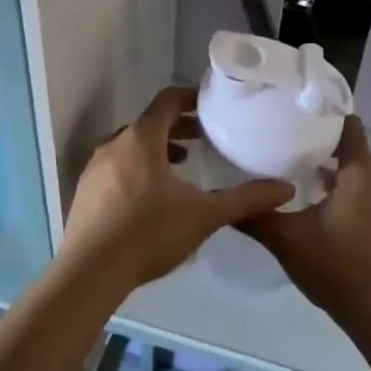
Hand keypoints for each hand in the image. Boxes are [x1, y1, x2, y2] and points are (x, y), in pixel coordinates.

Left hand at [60, 86, 293, 291]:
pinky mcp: (85, 192)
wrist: (89, 273)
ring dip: (158, 148)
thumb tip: (286, 189)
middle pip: (149, 123)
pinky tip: (151, 195)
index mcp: (141, 139)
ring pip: (131, 145)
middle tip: (204, 137)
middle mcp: (114, 144)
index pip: (167, 101)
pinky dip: (138, 166)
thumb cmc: (149, 234)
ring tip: (182, 164)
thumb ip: (246, 199)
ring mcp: (94, 168)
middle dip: (178, 126)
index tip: (211, 103)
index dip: (190, 97)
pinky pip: (116, 165)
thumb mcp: (204, 215)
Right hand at [240, 117, 370, 329]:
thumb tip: (221, 197)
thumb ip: (255, 215)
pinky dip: (338, 184)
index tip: (294, 110)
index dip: (324, 112)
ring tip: (290, 163)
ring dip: (327, 163)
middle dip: (319, 138)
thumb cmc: (335, 267)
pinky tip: (309, 197)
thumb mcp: (286, 239)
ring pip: (354, 168)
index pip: (348, 123)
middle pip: (350, 144)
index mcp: (359, 173)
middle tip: (282, 135)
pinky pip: (359, 188)